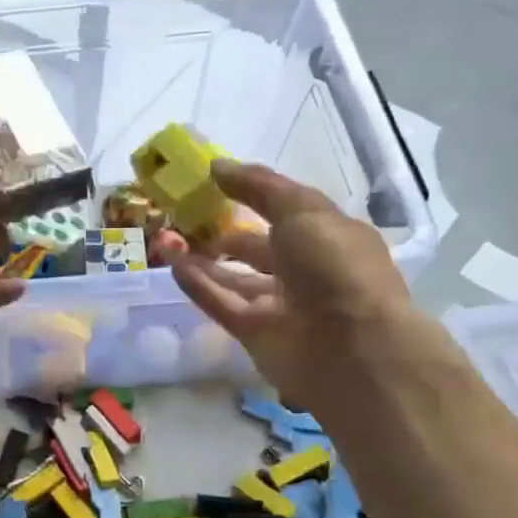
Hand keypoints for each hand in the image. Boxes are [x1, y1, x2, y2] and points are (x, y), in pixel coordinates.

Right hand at [168, 160, 416, 418]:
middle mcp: (305, 270)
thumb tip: (216, 166)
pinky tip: (172, 264)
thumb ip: (258, 187)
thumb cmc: (335, 268)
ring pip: (234, 277)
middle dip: (222, 232)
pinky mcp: (254, 333)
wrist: (351, 350)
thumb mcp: (303, 211)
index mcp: (327, 237)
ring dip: (202, 258)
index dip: (252, 195)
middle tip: (182, 216)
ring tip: (166, 237)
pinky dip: (197, 284)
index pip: (286, 211)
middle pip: (256, 248)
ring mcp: (279, 304)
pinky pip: (220, 303)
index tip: (212, 182)